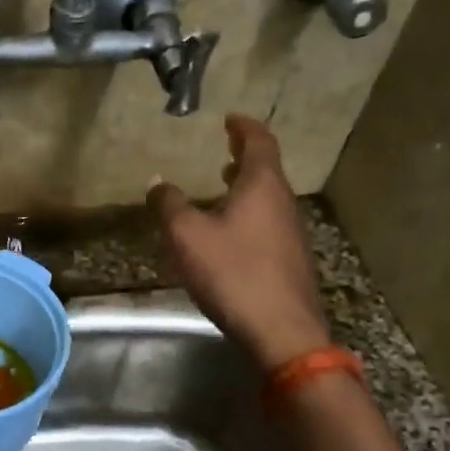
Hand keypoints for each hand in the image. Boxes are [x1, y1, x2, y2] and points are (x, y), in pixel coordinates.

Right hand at [148, 113, 330, 370]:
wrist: (281, 332)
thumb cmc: (233, 273)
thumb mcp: (187, 236)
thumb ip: (170, 205)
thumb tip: (158, 183)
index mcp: (263, 187)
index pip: (259, 142)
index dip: (244, 127)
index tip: (231, 119)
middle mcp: (283, 204)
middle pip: (268, 171)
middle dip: (245, 158)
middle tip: (225, 152)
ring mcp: (292, 235)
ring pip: (268, 200)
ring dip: (246, 189)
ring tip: (223, 189)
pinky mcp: (290, 263)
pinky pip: (268, 225)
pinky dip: (250, 216)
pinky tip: (230, 235)